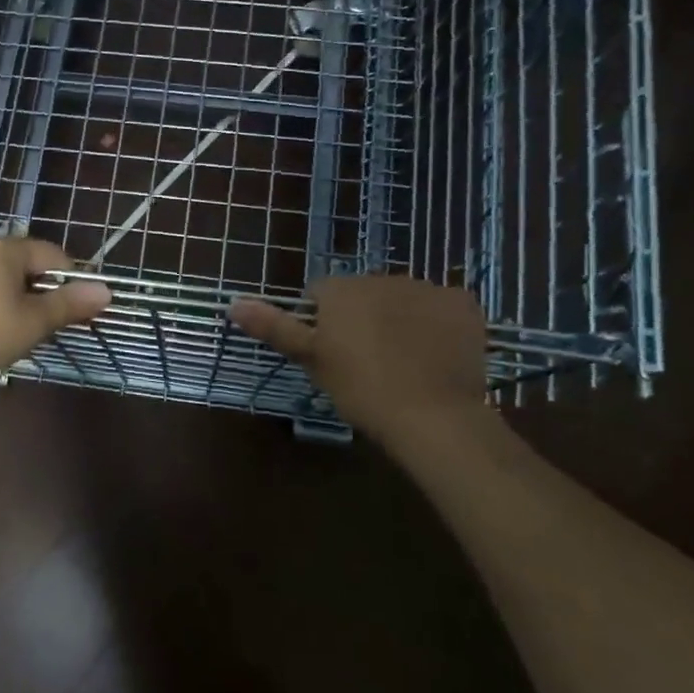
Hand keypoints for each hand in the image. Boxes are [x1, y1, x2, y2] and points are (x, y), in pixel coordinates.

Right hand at [229, 276, 485, 440]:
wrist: (434, 415)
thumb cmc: (362, 389)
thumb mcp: (312, 361)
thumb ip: (274, 327)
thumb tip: (231, 303)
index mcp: (341, 289)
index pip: (321, 295)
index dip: (324, 324)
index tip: (334, 356)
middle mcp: (381, 276)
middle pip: (363, 294)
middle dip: (363, 318)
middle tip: (368, 363)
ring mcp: (425, 287)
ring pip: (403, 299)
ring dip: (400, 319)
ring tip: (406, 363)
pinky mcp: (461, 302)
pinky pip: (442, 307)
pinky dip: (438, 325)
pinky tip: (437, 356)